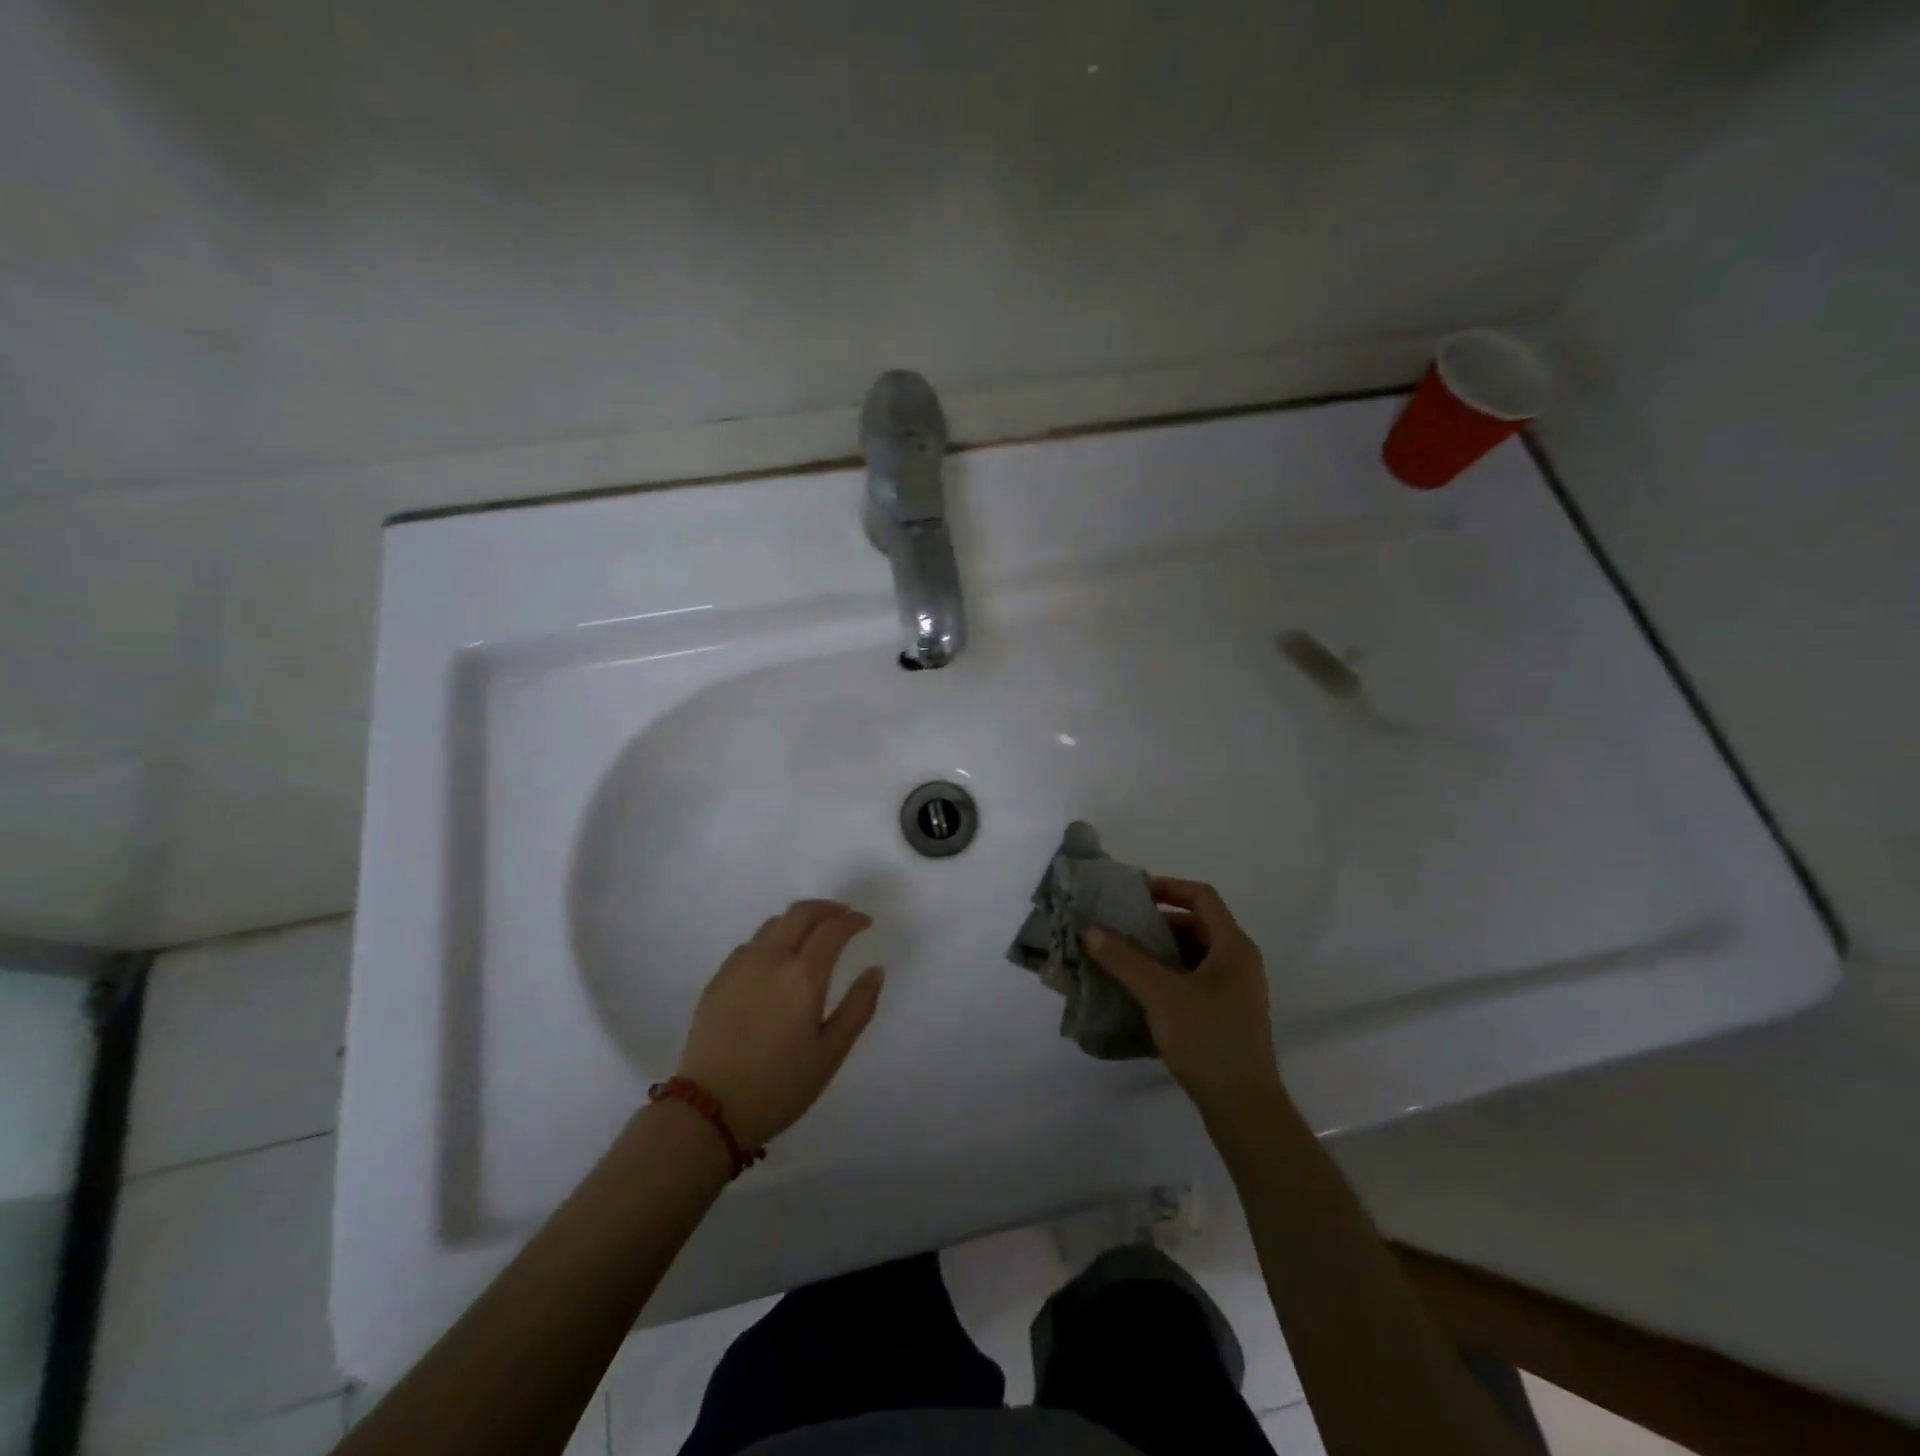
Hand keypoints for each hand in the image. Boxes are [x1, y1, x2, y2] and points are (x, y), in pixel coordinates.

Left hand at [673, 900, 884, 1148]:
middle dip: (826, 908)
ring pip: (773, 924)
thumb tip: (875, 970)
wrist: (709, 1110)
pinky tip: (775, 960)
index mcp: (803, 975)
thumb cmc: (780, 1086)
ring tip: (812, 934)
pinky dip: (772, 939)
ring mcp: (739, 966)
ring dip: (798, 920)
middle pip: (800, 913)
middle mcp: (771, 958)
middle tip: (843, 916)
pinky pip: (750, 944)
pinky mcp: (717, 979)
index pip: (833, 929)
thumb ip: (859, 1006)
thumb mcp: (831, 1052)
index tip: (865, 923)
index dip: (853, 920)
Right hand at [1086, 877, 1281, 1111]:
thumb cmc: (1207, 1038)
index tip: (1134, 893)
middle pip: (1197, 924)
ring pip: (1194, 954)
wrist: (1243, 1107)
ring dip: (1160, 950)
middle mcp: (1239, 961)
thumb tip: (1090, 929)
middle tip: (1121, 927)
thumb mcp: (1160, 994)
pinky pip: (1195, 979)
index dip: (1168, 887)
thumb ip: (1124, 959)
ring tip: (1123, 957)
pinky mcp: (1227, 1014)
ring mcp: (1236, 990)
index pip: (1202, 897)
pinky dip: (1168, 975)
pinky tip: (1140, 990)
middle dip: (1158, 923)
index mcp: (1234, 946)